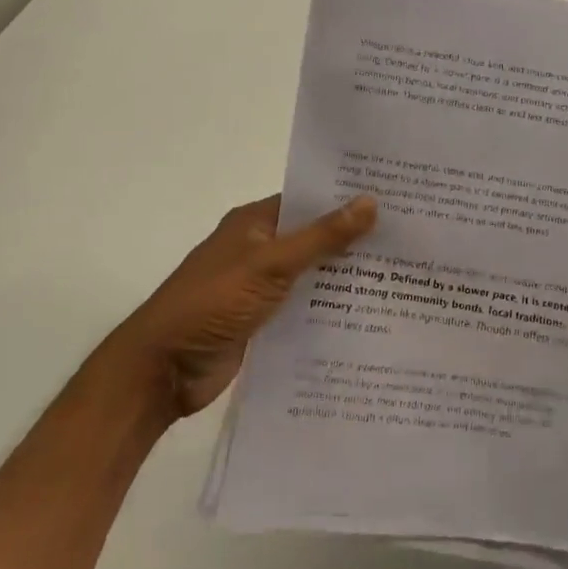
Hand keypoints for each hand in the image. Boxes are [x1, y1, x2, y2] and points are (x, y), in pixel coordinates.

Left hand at [102, 194, 376, 420]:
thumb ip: (322, 236)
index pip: (310, 199)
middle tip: (409, 233)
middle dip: (354, 237)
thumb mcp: (271, 265)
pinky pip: (305, 305)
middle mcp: (260, 248)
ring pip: (313, 272)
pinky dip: (330, 306)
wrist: (159, 373)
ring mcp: (260, 286)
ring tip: (402, 271)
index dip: (347, 196)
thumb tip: (370, 201)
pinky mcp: (263, 320)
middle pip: (315, 235)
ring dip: (345, 274)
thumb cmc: (211, 303)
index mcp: (255, 222)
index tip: (394, 195)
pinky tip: (370, 311)